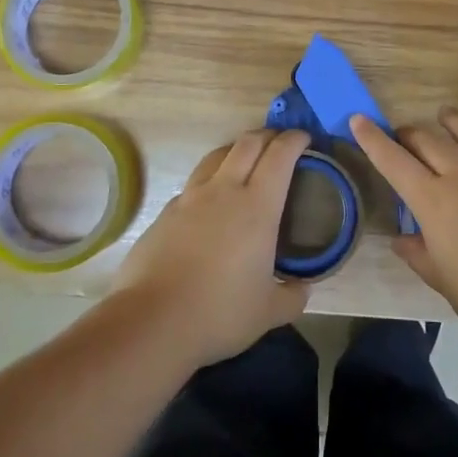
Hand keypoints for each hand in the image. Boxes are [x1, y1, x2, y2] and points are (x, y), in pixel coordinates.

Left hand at [112, 129, 310, 367]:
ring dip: (235, 150)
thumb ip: (292, 296)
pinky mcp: (166, 212)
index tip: (305, 138)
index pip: (280, 156)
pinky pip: (194, 184)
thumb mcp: (269, 312)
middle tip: (279, 143)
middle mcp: (224, 190)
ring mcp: (190, 198)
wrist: (152, 320)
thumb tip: (303, 289)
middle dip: (267, 136)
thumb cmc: (219, 312)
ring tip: (245, 161)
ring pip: (216, 156)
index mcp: (257, 206)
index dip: (294, 140)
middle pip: (247, 143)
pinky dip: (209, 181)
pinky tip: (210, 203)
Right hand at [351, 109, 457, 351]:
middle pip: (430, 139)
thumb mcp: (445, 283)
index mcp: (435, 203)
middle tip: (406, 136)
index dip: (373, 139)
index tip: (359, 120)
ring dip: (453, 121)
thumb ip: (420, 255)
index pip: (394, 161)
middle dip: (411, 133)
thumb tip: (401, 240)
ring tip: (446, 117)